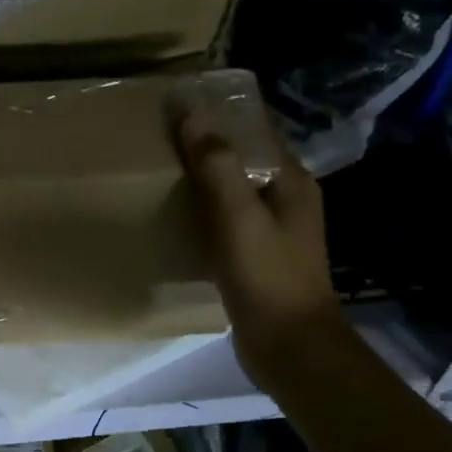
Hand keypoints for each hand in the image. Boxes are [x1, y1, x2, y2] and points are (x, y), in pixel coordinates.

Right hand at [177, 111, 346, 395]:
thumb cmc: (268, 277)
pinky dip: (204, 209)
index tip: (180, 103)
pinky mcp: (256, 255)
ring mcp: (273, 229)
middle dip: (207, 144)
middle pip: (243, 157)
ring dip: (203, 177)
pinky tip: (175, 213)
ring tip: (160, 167)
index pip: (257, 130)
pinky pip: (227, 218)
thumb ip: (218, 166)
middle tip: (160, 134)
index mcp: (291, 181)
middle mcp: (286, 198)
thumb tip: (193, 116)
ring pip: (233, 189)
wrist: (289, 347)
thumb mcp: (240, 217)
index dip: (222, 113)